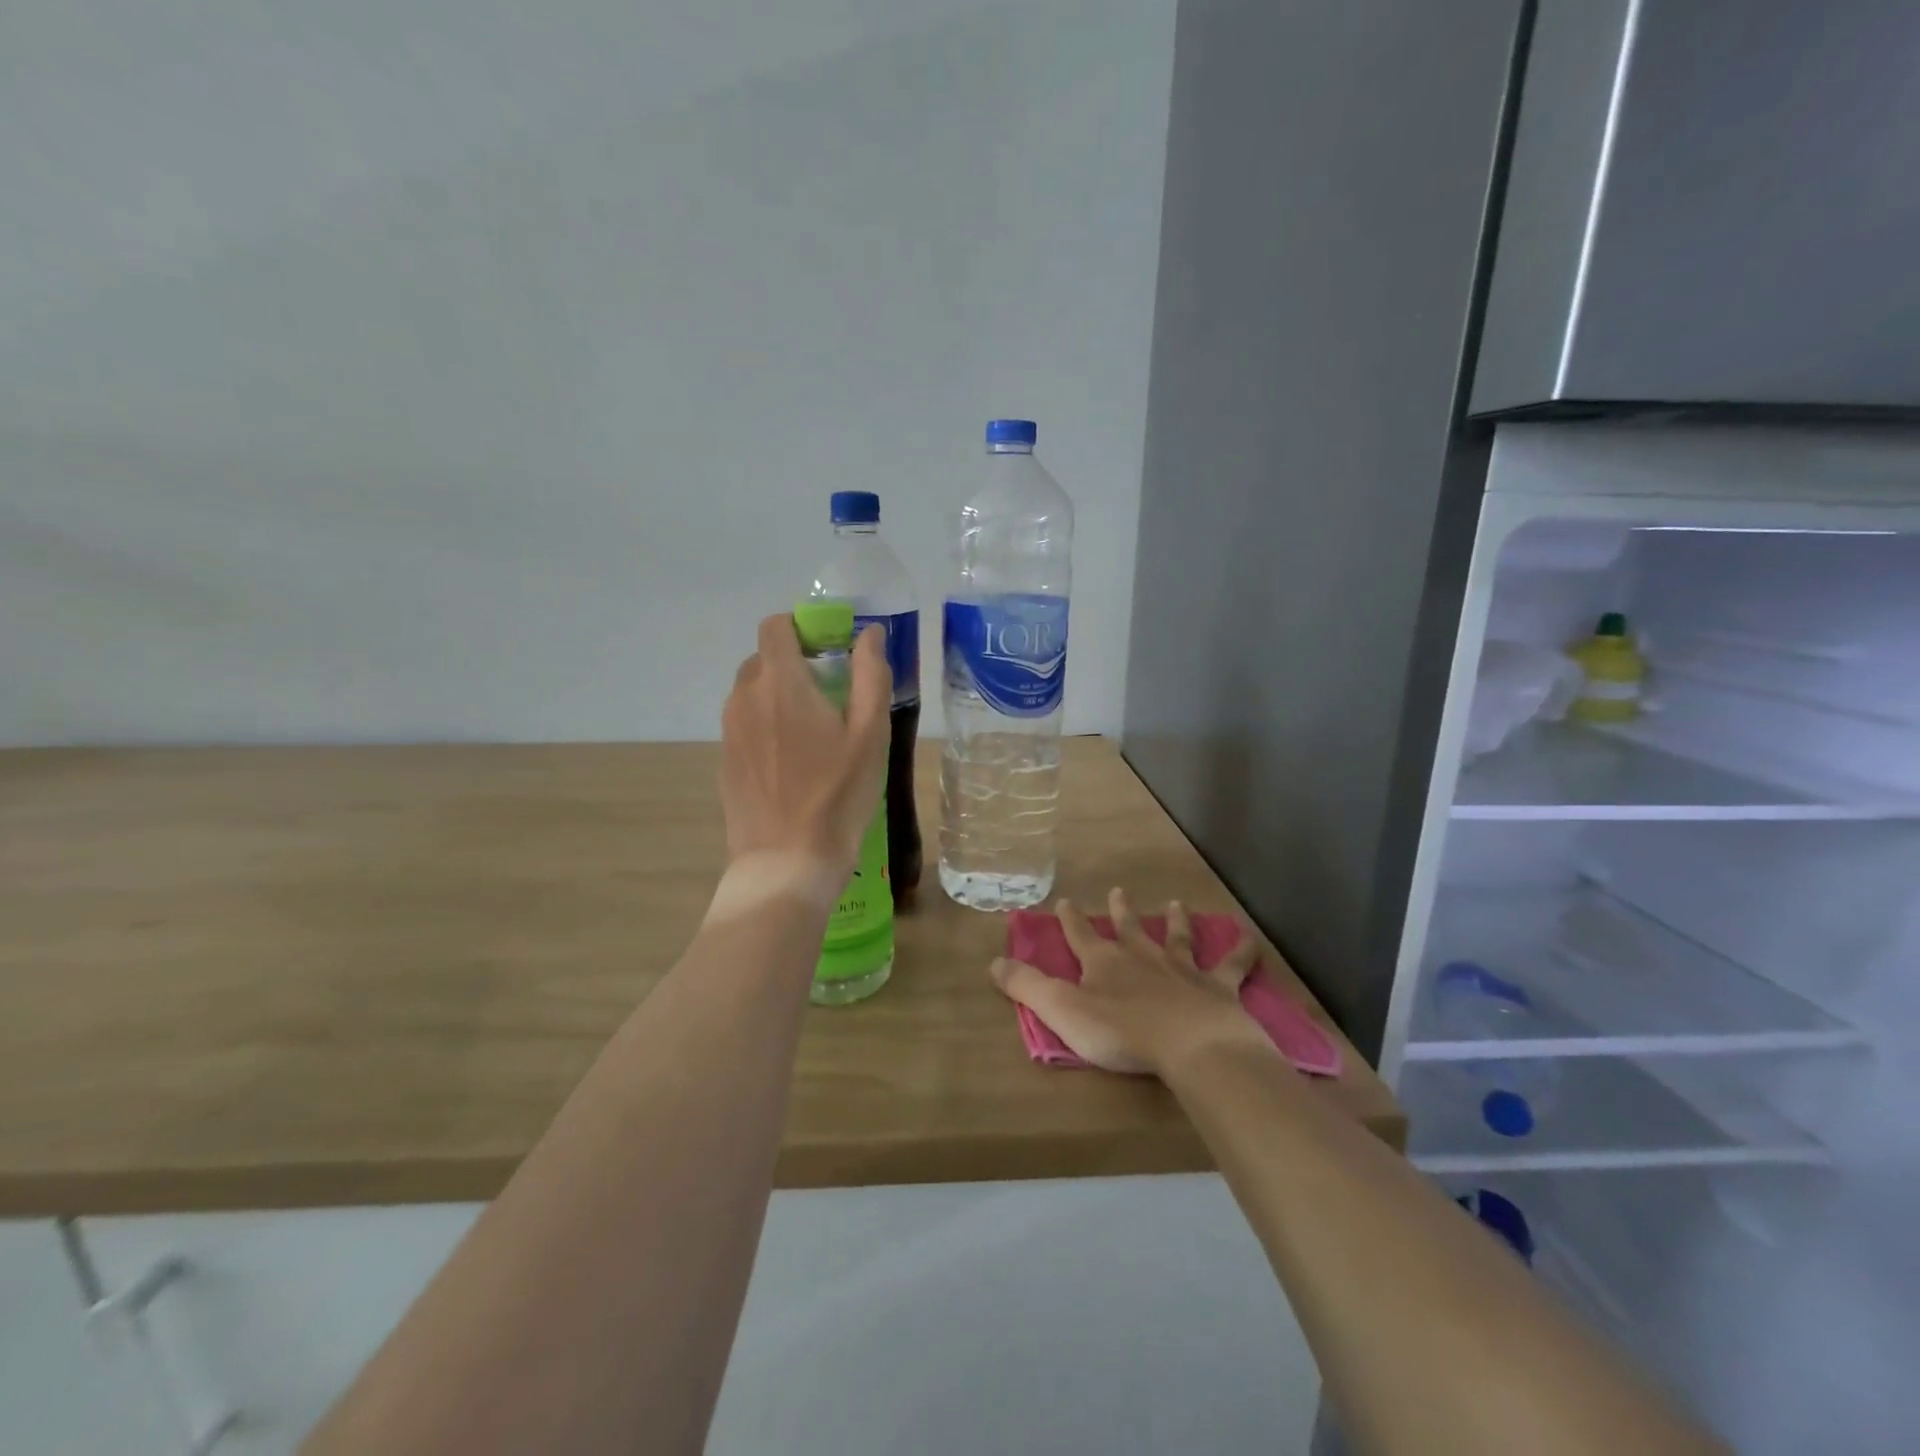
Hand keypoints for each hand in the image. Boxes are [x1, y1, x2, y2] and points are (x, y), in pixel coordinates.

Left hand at [719, 614, 890, 876]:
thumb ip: (870, 675)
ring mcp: (729, 731)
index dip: (802, 628)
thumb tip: (869, 634)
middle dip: (794, 664)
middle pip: (763, 659)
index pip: (775, 626)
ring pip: (751, 693)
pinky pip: (744, 725)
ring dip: (778, 696)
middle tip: (830, 696)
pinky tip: (791, 764)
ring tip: (811, 734)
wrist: (787, 861)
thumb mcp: (870, 734)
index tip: (829, 651)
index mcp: (781, 683)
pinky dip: (765, 727)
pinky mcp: (724, 760)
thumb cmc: (837, 794)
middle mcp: (745, 697)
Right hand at [989, 889, 1269, 1075]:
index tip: (1065, 899)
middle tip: (1117, 890)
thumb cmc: (1122, 1032)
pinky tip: (1250, 937)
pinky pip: (1232, 965)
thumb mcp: (1062, 1010)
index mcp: (1104, 962)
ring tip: (1177, 903)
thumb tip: (993, 961)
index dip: (1071, 919)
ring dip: (1176, 921)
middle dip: (1120, 911)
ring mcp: (1183, 970)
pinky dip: (1242, 951)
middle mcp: (1143, 957)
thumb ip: (1027, 986)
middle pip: (1129, 928)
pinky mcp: (1218, 989)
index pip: (1081, 935)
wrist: (1191, 1046)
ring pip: (1178, 938)